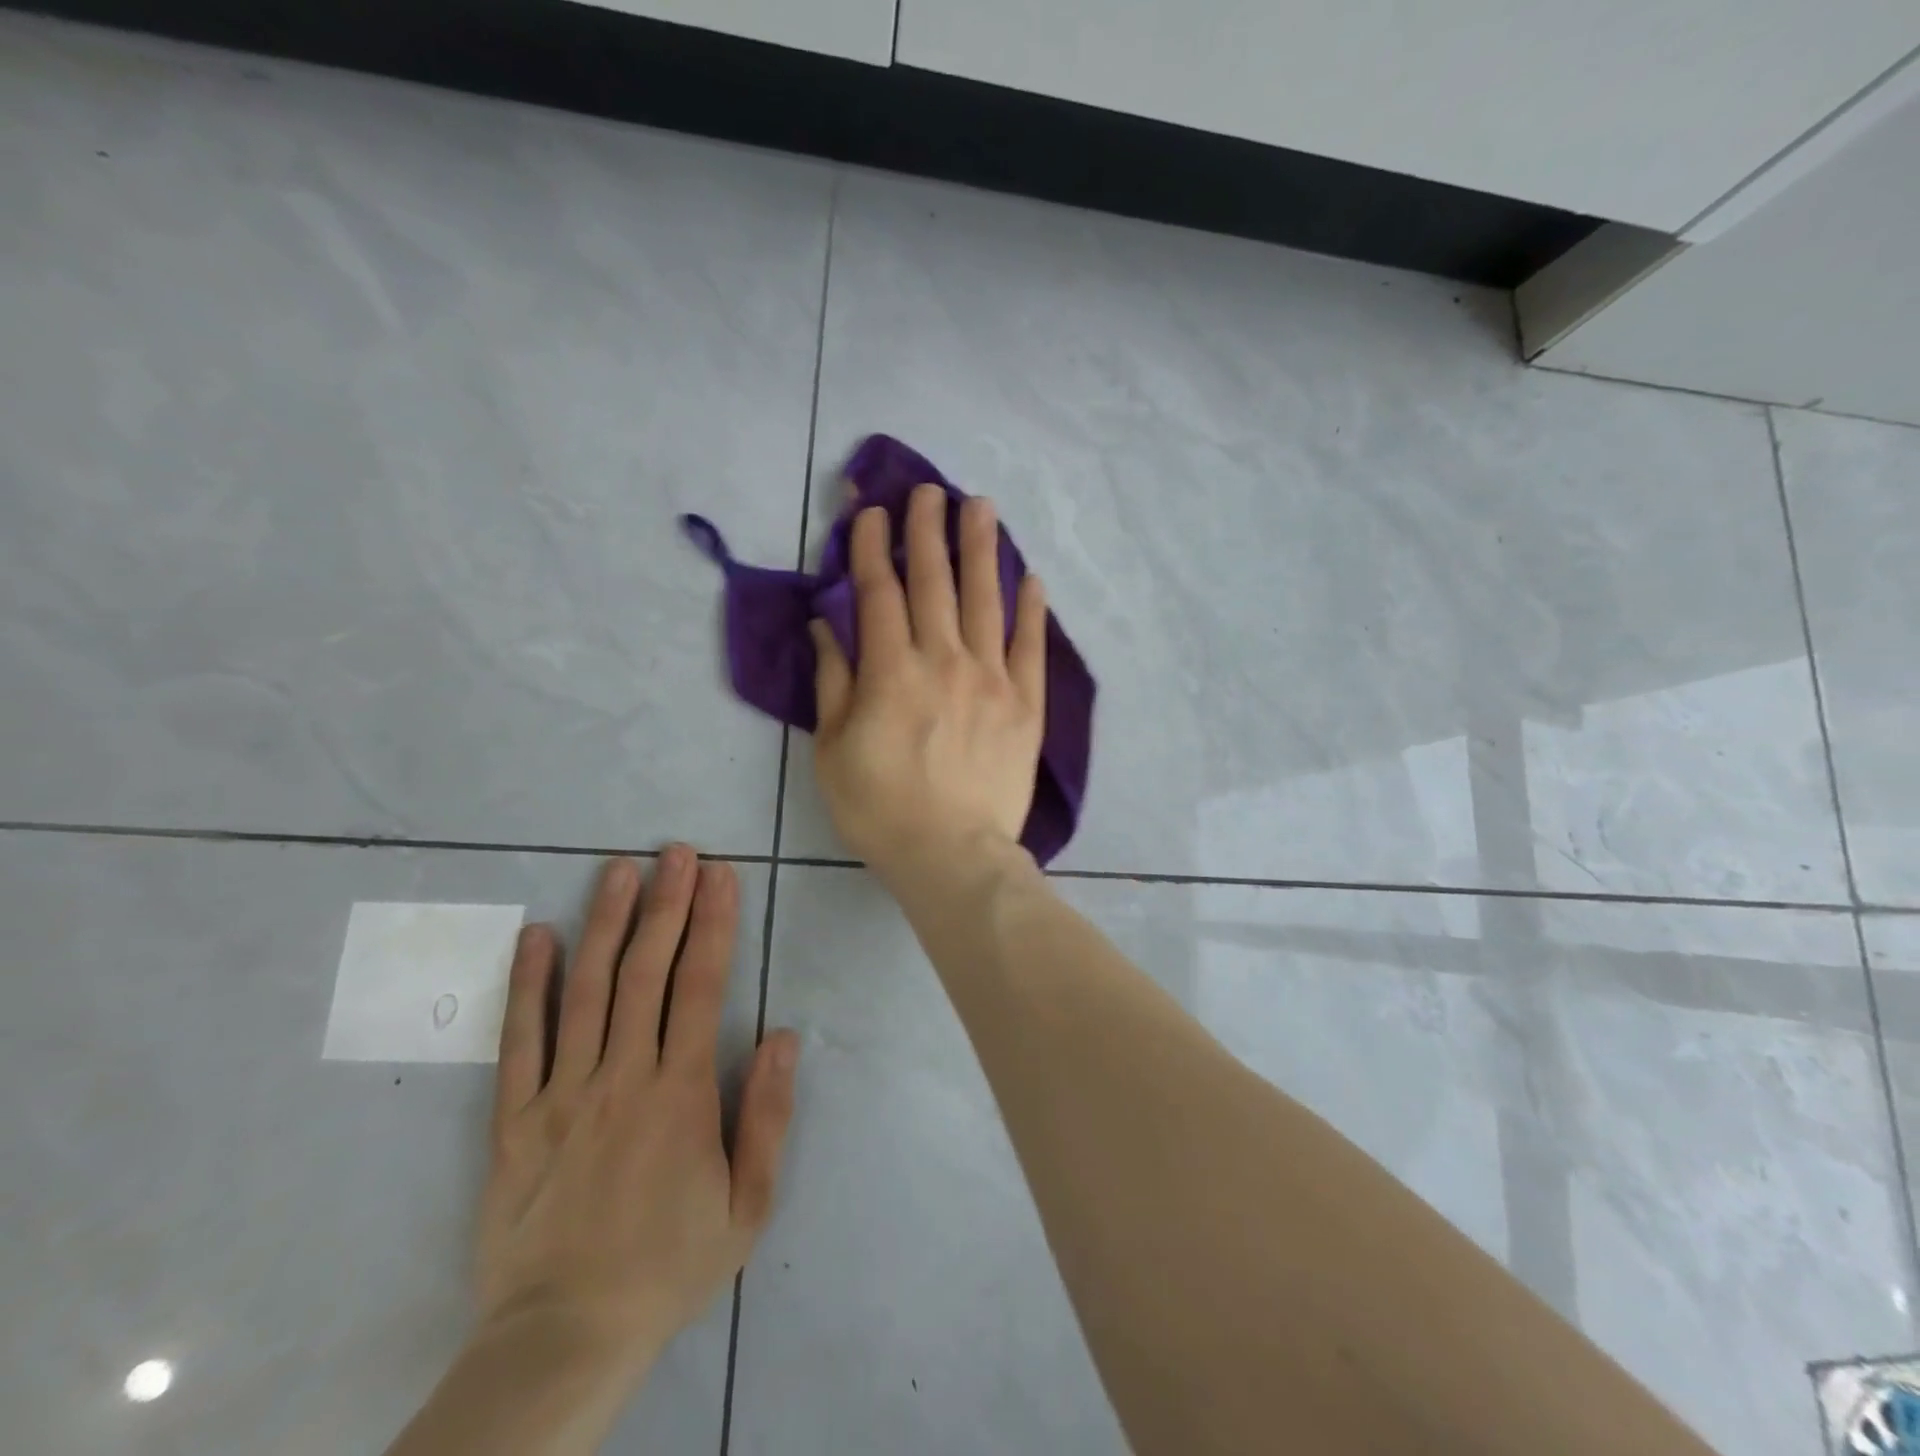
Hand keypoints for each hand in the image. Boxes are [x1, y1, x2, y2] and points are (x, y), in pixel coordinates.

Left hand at [474, 849, 798, 1384]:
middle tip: (676, 851)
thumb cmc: (669, 1265)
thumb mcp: (748, 1205)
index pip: (700, 987)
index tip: (721, 876)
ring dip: (605, 923)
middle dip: (666, 904)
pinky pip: (520, 1042)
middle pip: (646, 972)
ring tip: (619, 871)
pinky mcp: (514, 1120)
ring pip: (586, 991)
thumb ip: (767, 1116)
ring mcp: (563, 1094)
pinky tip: (536, 937)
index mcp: (681, 1093)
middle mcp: (622, 1077)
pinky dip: (528, 985)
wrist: (564, 1339)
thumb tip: (784, 1035)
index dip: (714, 925)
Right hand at [810, 483, 1047, 882]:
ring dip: (980, 549)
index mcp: (891, 671)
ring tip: (980, 506)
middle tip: (928, 490)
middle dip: (928, 531)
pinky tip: (1030, 577)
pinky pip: (1030, 647)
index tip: (873, 511)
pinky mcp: (1026, 705)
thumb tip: (828, 625)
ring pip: (986, 600)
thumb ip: (833, 681)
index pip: (879, 592)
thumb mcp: (833, 751)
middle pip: (934, 583)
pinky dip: (1030, 609)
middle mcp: (944, 661)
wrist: (952, 856)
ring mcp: (992, 680)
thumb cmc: (880, 809)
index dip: (874, 547)